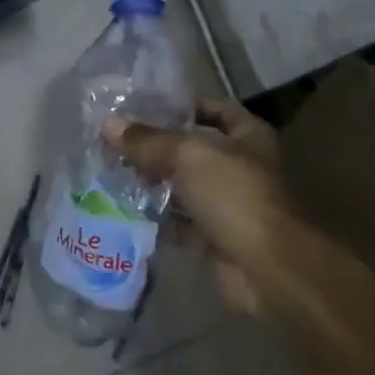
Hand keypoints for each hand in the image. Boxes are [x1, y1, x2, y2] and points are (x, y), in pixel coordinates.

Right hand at [105, 99, 289, 313]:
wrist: (267, 270)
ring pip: (184, 186)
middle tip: (116, 139)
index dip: (182, 105)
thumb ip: (147, 140)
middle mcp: (240, 166)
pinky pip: (179, 222)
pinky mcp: (215, 238)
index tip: (143, 105)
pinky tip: (124, 208)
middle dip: (157, 146)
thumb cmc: (234, 195)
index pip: (214, 108)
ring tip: (111, 169)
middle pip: (193, 149)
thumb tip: (107, 124)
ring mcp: (229, 204)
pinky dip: (156, 218)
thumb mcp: (187, 156)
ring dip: (153, 182)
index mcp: (247, 136)